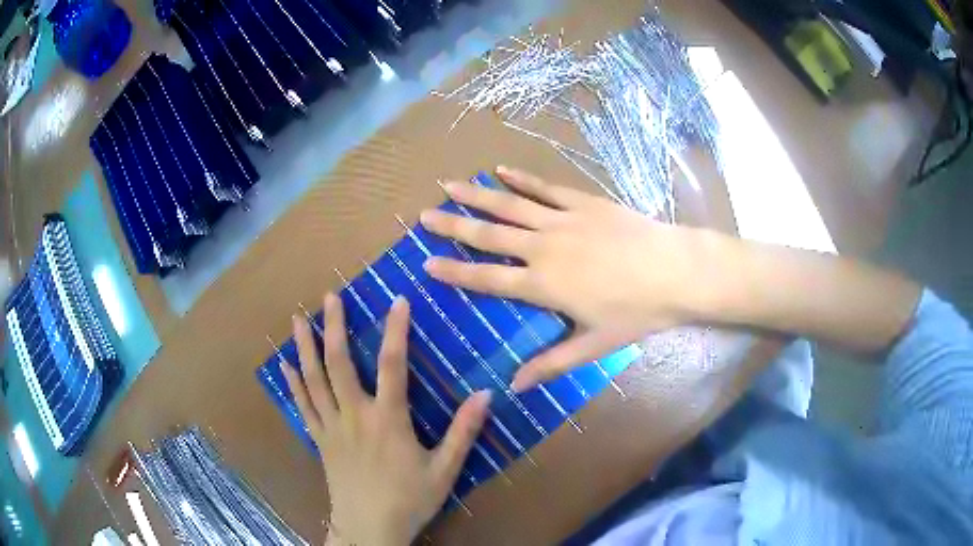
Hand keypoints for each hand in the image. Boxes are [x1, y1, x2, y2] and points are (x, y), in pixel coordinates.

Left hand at [281, 294, 491, 545]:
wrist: (369, 529)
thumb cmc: (409, 500)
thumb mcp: (444, 470)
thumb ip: (463, 432)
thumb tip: (486, 394)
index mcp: (388, 420)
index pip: (393, 366)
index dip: (396, 330)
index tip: (397, 301)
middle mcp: (354, 415)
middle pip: (340, 364)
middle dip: (335, 327)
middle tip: (330, 297)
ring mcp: (331, 427)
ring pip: (314, 380)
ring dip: (306, 347)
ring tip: (298, 319)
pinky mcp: (319, 440)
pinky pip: (302, 406)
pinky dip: (293, 384)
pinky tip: (284, 366)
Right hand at [421, 166, 705, 390]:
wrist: (676, 271)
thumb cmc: (637, 312)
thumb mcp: (594, 345)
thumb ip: (551, 363)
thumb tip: (514, 386)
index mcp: (543, 285)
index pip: (488, 279)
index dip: (455, 272)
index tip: (426, 263)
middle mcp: (544, 248)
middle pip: (490, 236)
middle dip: (454, 226)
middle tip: (425, 216)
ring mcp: (563, 220)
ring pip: (510, 205)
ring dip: (477, 196)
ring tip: (449, 186)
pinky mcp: (583, 202)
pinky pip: (544, 188)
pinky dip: (521, 179)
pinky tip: (501, 170)